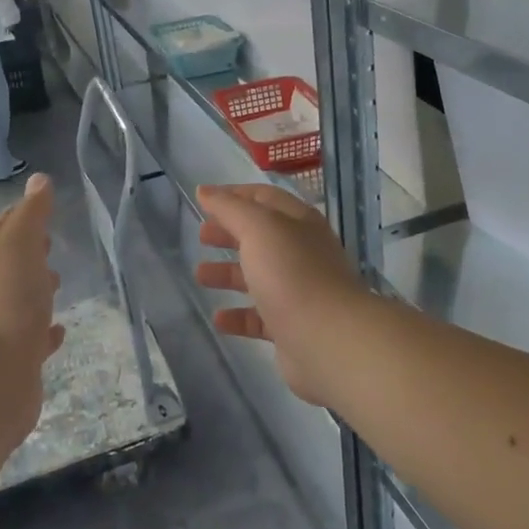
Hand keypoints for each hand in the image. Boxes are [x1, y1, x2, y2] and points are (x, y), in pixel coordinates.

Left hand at [0, 173, 65, 438]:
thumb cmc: (6, 301)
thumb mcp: (20, 244)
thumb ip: (31, 213)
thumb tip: (39, 179)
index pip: (4, 228)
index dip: (22, 216)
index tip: (43, 207)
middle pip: (10, 264)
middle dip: (29, 253)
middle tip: (50, 245)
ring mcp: (1, 327)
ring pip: (20, 301)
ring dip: (37, 290)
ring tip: (59, 284)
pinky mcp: (16, 360)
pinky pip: (32, 339)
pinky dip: (45, 331)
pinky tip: (58, 331)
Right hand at [195, 184, 363, 405]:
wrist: (327, 338)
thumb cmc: (291, 272)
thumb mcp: (258, 228)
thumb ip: (229, 208)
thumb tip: (205, 190)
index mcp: (298, 222)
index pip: (265, 198)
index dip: (235, 196)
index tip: (205, 200)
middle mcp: (301, 252)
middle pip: (260, 237)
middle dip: (230, 234)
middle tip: (202, 236)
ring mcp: (298, 291)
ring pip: (258, 276)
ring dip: (228, 274)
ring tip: (200, 275)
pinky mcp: (291, 327)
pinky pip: (259, 317)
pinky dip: (238, 315)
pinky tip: (218, 319)